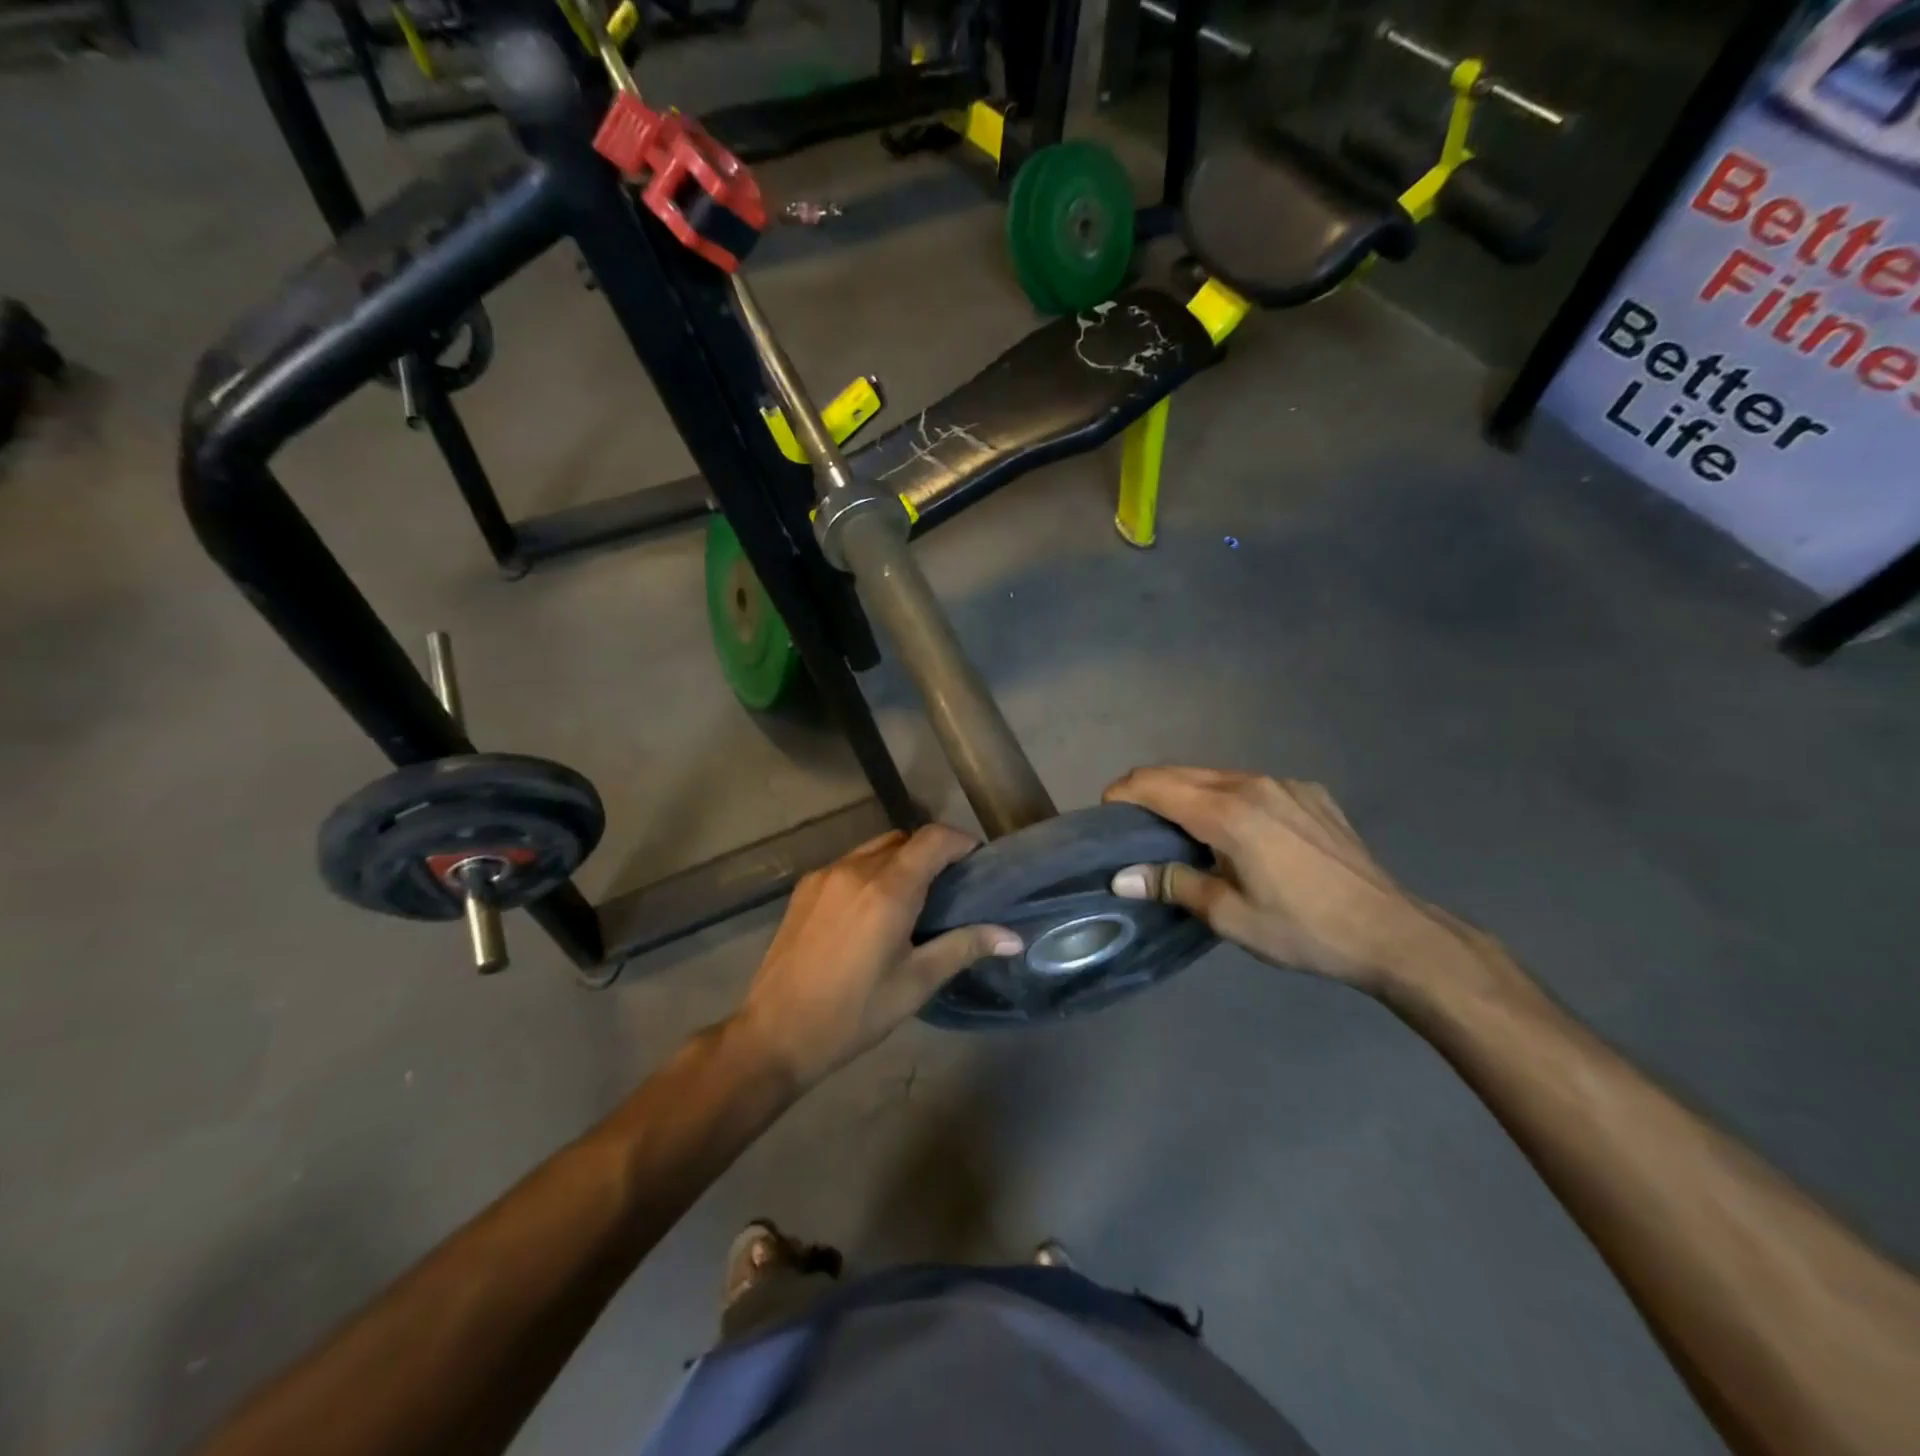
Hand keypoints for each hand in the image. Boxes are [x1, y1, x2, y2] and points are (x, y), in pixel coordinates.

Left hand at [736, 826, 1020, 1085]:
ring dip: (900, 861)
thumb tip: (1014, 936)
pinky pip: (849, 864)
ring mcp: (825, 875)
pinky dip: (871, 872)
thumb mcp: (915, 983)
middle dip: (932, 853)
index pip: (933, 839)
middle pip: (905, 839)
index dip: (961, 842)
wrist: (774, 1034)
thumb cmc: (853, 1014)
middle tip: (950, 889)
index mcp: (887, 890)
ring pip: (875, 848)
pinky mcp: (804, 888)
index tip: (977, 865)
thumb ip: (965, 947)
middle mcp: (855, 869)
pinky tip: (871, 911)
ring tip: (913, 900)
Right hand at [1104, 767, 1502, 997]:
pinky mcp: (1309, 794)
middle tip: (1132, 826)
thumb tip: (1121, 877)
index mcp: (1227, 812)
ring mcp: (1285, 785)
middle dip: (1148, 790)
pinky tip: (1238, 834)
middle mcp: (1252, 784)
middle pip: (1181, 773)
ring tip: (1181, 831)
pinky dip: (1227, 799)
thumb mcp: (1229, 915)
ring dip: (1188, 794)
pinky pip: (1252, 785)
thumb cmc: (1302, 929)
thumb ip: (1173, 884)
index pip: (1154, 784)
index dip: (1122, 794)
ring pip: (1216, 776)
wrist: (1390, 931)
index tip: (1105, 816)